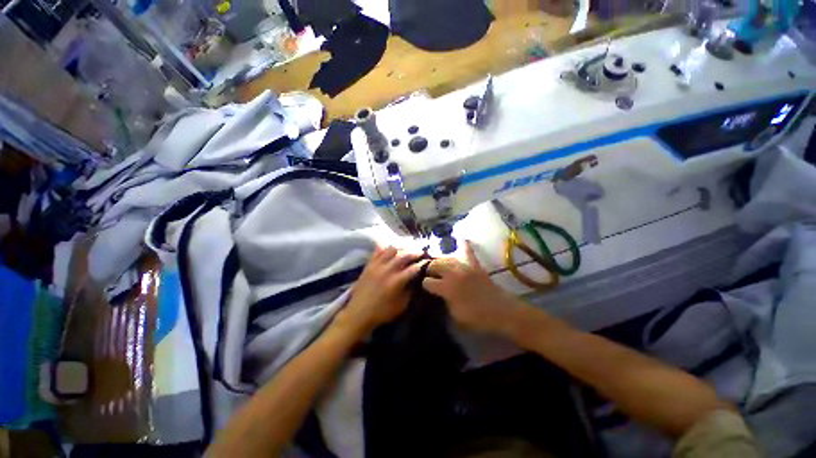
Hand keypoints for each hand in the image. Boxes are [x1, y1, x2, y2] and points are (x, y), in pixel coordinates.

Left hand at [334, 246, 424, 337]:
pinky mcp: (369, 264)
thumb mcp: (401, 306)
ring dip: (401, 248)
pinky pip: (378, 251)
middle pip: (404, 255)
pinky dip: (386, 247)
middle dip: (414, 252)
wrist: (358, 313)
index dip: (422, 263)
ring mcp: (377, 265)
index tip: (427, 261)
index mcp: (397, 281)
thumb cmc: (382, 312)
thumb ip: (410, 291)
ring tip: (406, 249)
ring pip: (391, 249)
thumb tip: (416, 280)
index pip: (413, 268)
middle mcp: (388, 270)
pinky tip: (391, 248)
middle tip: (421, 251)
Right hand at [423, 241, 525, 335]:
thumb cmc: (476, 317)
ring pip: (444, 257)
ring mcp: (464, 265)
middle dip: (430, 270)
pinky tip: (457, 238)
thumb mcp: (454, 315)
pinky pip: (466, 248)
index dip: (425, 286)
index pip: (427, 282)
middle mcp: (452, 273)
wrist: (500, 310)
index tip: (427, 289)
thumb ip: (443, 301)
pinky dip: (461, 242)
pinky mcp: (473, 263)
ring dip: (439, 261)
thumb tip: (438, 293)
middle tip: (432, 276)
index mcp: (446, 288)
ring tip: (439, 266)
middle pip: (434, 264)